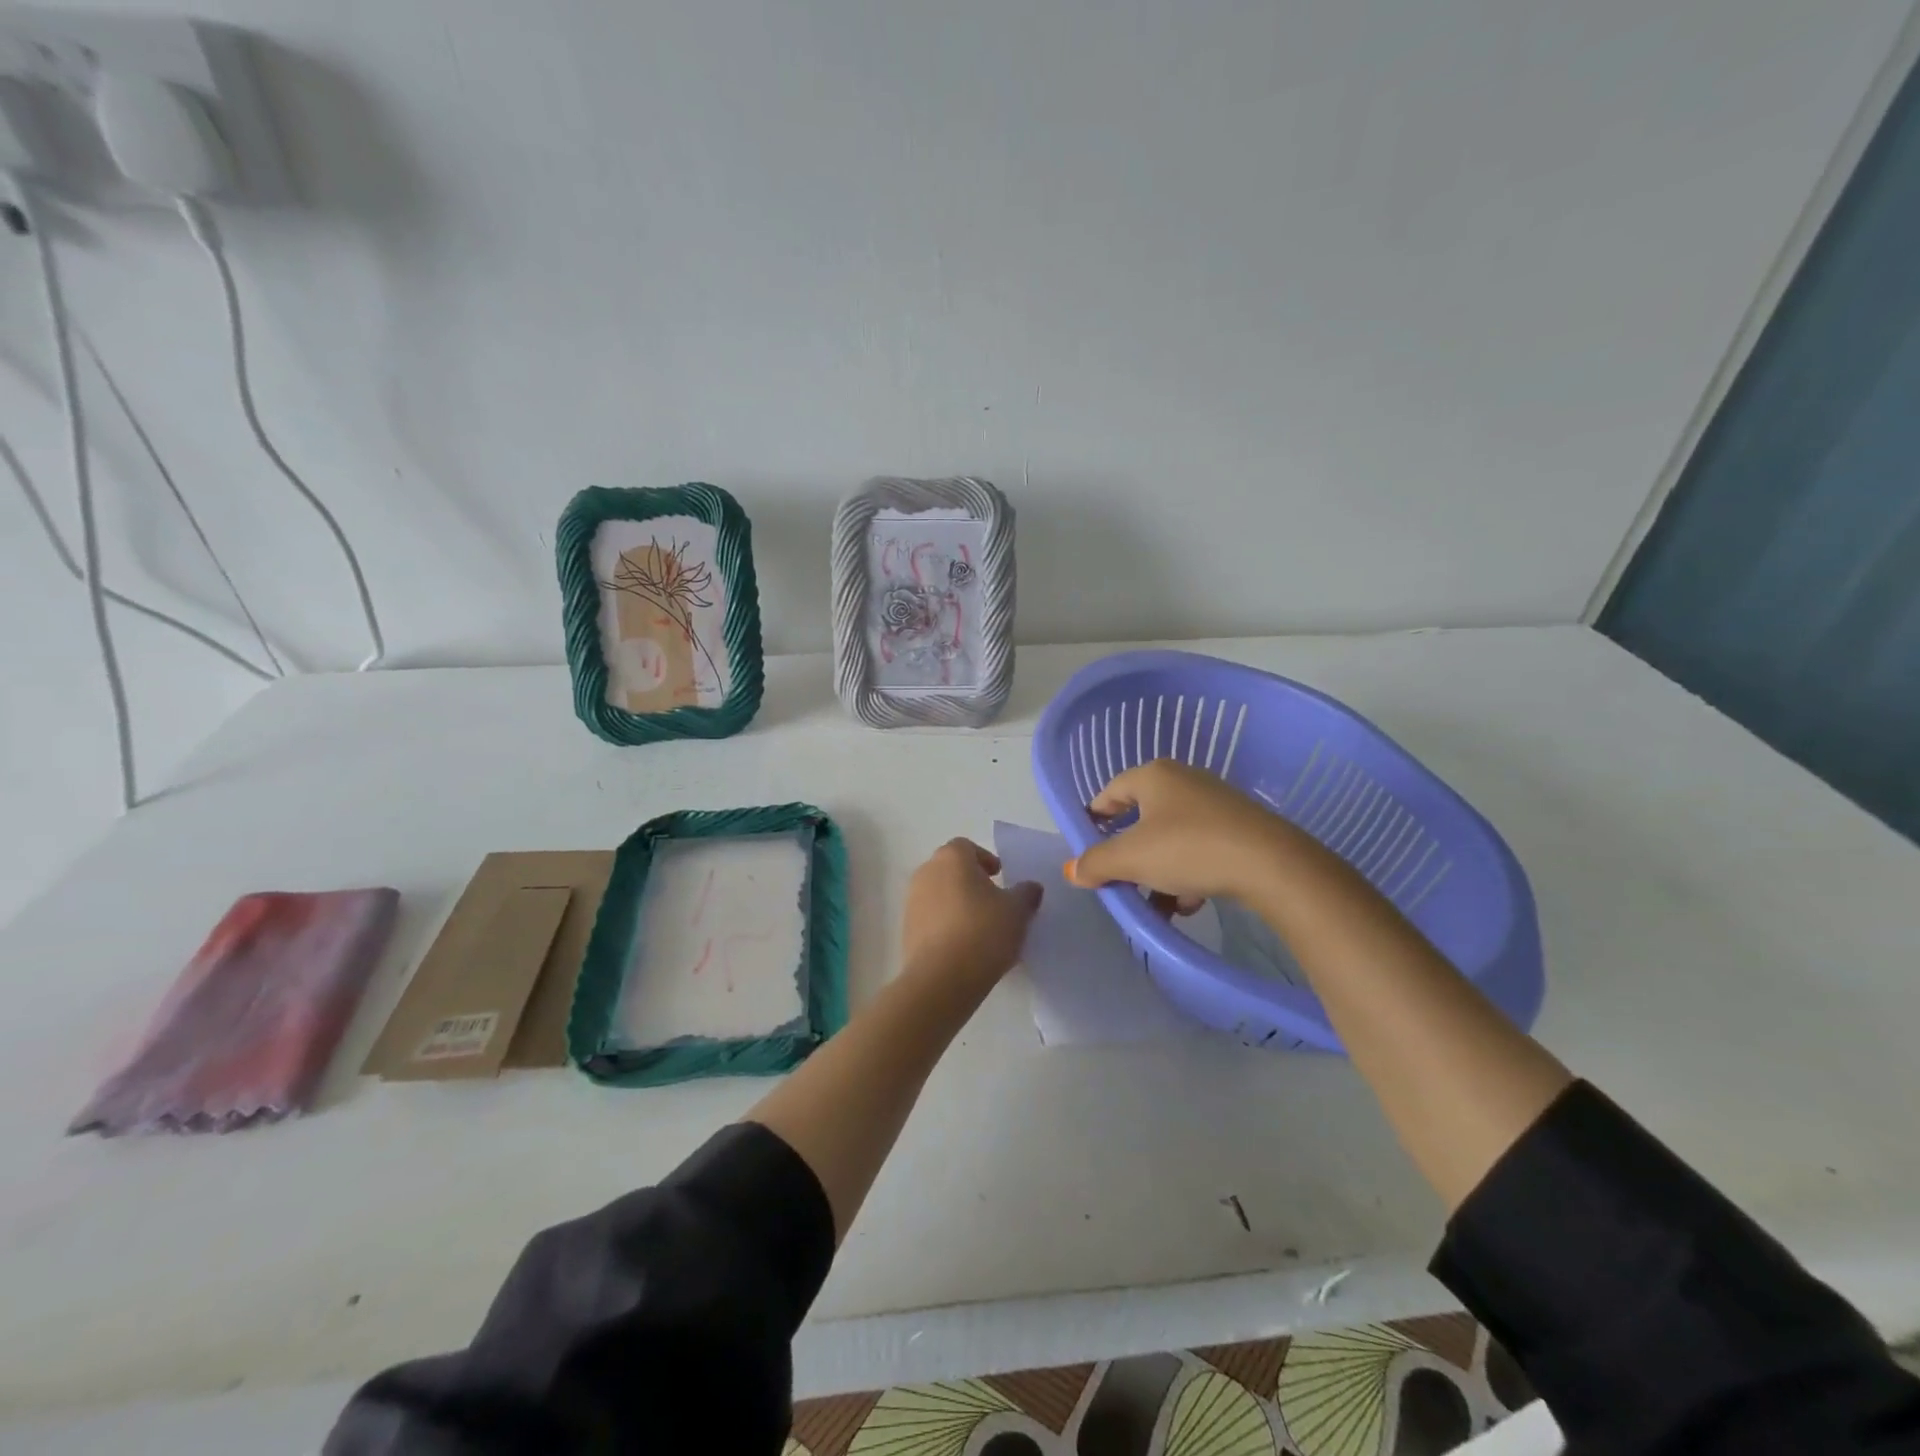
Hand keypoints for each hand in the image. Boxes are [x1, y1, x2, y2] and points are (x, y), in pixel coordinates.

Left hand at [901, 839, 1043, 986]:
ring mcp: (911, 901)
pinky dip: (945, 924)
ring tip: (980, 927)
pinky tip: (963, 946)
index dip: (985, 859)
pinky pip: (930, 918)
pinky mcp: (906, 930)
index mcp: (951, 858)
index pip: (967, 847)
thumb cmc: (983, 932)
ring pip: (939, 894)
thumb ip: (1026, 893)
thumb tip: (1031, 887)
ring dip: (957, 903)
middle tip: (993, 901)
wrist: (941, 978)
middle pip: (950, 869)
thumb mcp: (1017, 911)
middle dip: (970, 881)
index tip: (1000, 877)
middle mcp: (926, 872)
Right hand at [1065, 759, 1288, 906]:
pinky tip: (1191, 902)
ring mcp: (1215, 803)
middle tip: (1120, 882)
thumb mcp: (1131, 859)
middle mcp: (1183, 780)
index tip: (1086, 849)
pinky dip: (1188, 873)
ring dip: (1158, 872)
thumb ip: (1095, 863)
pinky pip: (1199, 848)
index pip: (1110, 792)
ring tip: (1158, 905)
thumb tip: (1071, 869)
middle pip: (1141, 819)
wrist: (1271, 864)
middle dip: (1129, 857)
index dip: (1094, 820)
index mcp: (1153, 776)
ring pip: (1170, 838)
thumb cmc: (1188, 849)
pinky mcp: (1239, 827)